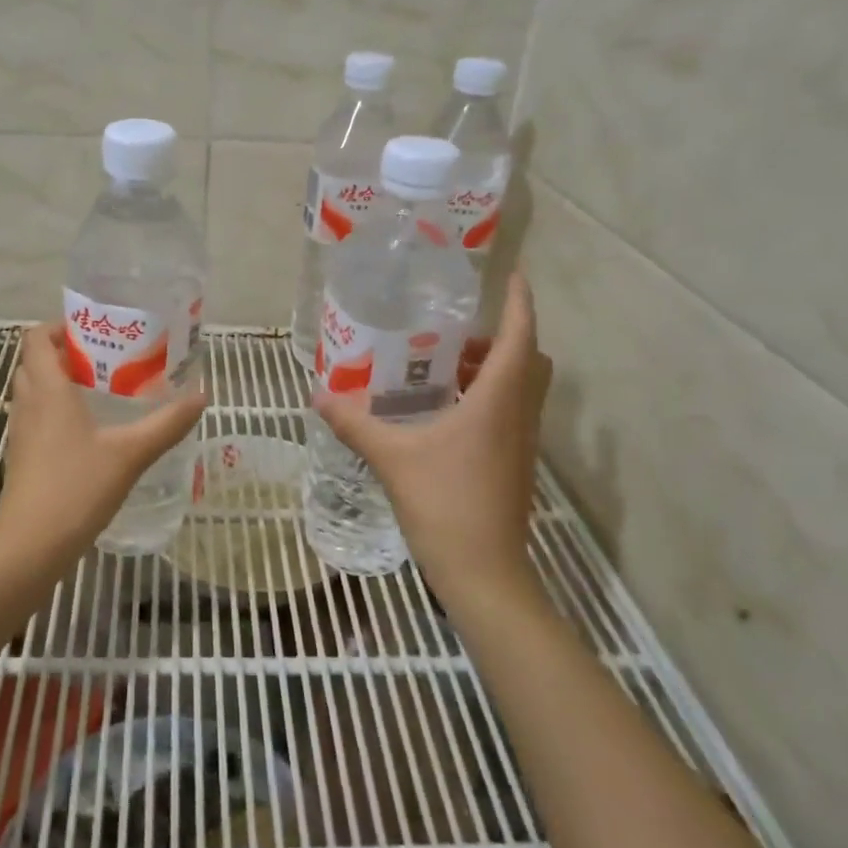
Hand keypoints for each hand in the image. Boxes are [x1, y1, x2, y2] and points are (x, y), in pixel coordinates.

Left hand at [0, 323, 207, 557]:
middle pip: (34, 362)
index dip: (58, 327)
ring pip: (32, 391)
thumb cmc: (77, 488)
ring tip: (100, 392)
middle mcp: (27, 404)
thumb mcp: (131, 453)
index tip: (92, 332)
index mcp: (48, 390)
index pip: (36, 338)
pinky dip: (54, 412)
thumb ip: (167, 424)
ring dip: (58, 383)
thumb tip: (201, 396)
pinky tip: (88, 432)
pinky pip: (34, 418)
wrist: (32, 545)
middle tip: (104, 360)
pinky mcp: (20, 457)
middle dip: (64, 354)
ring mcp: (19, 432)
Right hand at [311, 272, 553, 603]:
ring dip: (494, 369)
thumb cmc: (445, 505)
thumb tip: (318, 395)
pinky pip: (510, 413)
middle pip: (529, 359)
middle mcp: (519, 414)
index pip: (521, 336)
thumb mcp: (392, 458)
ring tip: (443, 366)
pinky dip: (488, 398)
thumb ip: (355, 423)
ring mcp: (522, 442)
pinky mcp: (515, 464)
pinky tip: (445, 413)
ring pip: (521, 388)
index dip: (521, 301)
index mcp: (499, 399)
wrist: (484, 573)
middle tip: (458, 331)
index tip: (513, 274)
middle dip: (503, 336)